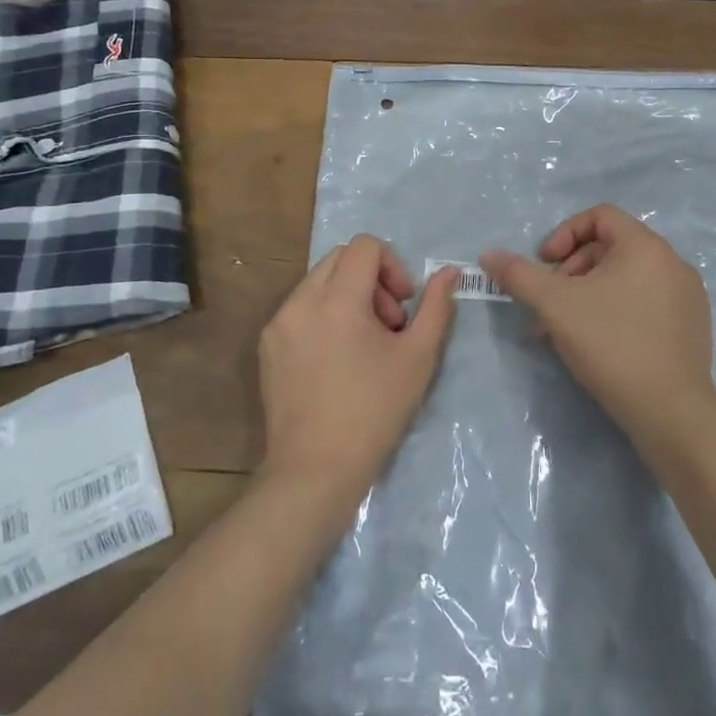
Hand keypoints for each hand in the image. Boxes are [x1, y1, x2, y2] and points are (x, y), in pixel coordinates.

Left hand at [257, 235, 459, 499]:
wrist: (315, 469)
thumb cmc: (374, 411)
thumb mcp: (418, 357)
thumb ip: (436, 307)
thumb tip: (449, 272)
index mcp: (337, 299)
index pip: (365, 246)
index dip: (393, 265)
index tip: (404, 304)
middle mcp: (301, 301)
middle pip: (340, 258)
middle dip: (371, 279)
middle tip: (389, 323)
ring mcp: (278, 323)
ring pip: (318, 282)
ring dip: (348, 296)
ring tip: (365, 343)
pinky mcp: (267, 345)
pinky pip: (300, 309)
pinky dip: (324, 316)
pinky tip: (337, 360)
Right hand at [482, 205, 715, 445]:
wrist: (670, 412)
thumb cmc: (611, 344)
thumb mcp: (555, 305)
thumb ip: (519, 275)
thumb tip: (488, 255)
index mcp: (646, 246)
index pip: (600, 215)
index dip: (564, 234)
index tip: (546, 265)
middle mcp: (673, 263)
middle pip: (610, 248)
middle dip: (571, 271)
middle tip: (549, 306)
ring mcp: (687, 296)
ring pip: (625, 279)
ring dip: (588, 295)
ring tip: (564, 331)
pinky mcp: (691, 327)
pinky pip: (645, 303)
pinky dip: (615, 312)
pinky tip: (598, 345)